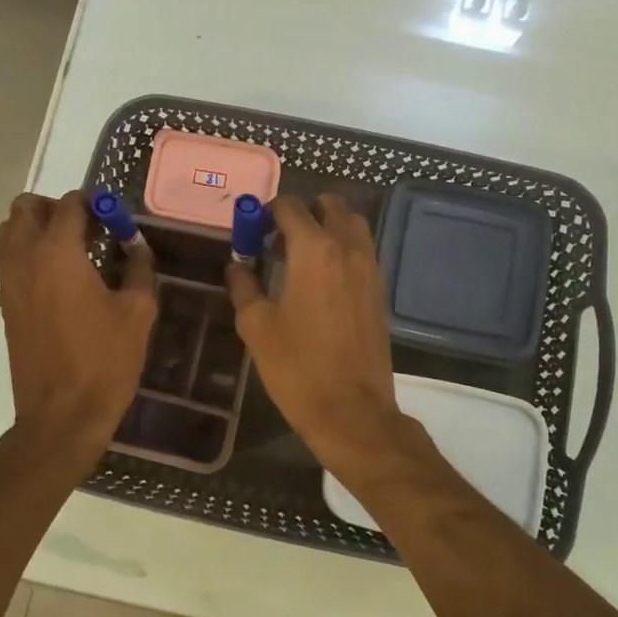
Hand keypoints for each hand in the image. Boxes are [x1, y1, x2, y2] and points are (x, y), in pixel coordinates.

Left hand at [0, 191, 155, 466]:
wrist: (62, 414)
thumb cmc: (105, 360)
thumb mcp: (137, 312)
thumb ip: (139, 269)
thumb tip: (137, 247)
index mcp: (58, 253)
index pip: (69, 205)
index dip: (94, 203)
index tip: (114, 216)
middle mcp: (24, 259)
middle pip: (25, 208)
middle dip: (56, 208)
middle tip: (87, 227)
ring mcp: (9, 283)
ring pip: (9, 232)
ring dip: (35, 228)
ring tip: (70, 249)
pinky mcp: (6, 306)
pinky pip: (9, 261)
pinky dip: (28, 254)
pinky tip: (61, 278)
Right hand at [225, 194, 405, 475]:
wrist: (352, 410)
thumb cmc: (297, 367)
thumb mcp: (256, 326)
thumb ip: (244, 286)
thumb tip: (236, 266)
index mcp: (313, 249)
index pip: (289, 207)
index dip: (266, 212)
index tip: (252, 231)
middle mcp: (347, 248)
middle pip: (328, 206)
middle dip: (302, 213)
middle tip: (277, 241)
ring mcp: (370, 267)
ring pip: (351, 224)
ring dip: (327, 227)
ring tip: (301, 257)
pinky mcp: (380, 289)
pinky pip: (362, 250)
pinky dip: (343, 249)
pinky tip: (322, 280)